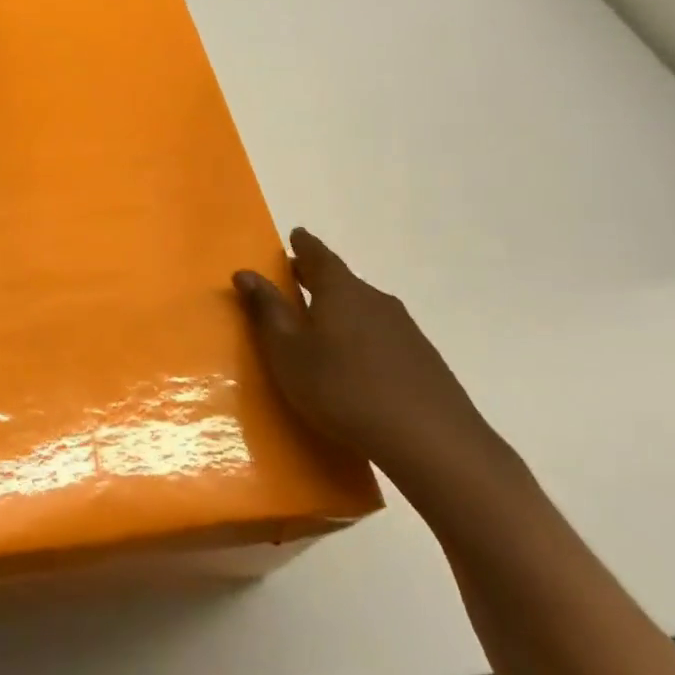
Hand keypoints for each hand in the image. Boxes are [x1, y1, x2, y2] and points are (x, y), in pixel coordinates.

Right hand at [234, 229, 506, 490]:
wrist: (429, 439)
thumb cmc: (342, 388)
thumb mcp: (288, 352)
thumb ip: (267, 311)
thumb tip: (245, 272)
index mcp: (340, 291)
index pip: (318, 256)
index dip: (303, 245)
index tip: (295, 235)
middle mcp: (375, 300)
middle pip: (342, 280)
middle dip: (316, 276)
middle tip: (296, 277)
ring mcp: (404, 329)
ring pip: (363, 307)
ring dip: (340, 308)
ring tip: (320, 322)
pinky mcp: (422, 359)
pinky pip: (381, 334)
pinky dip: (360, 334)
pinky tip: (355, 361)